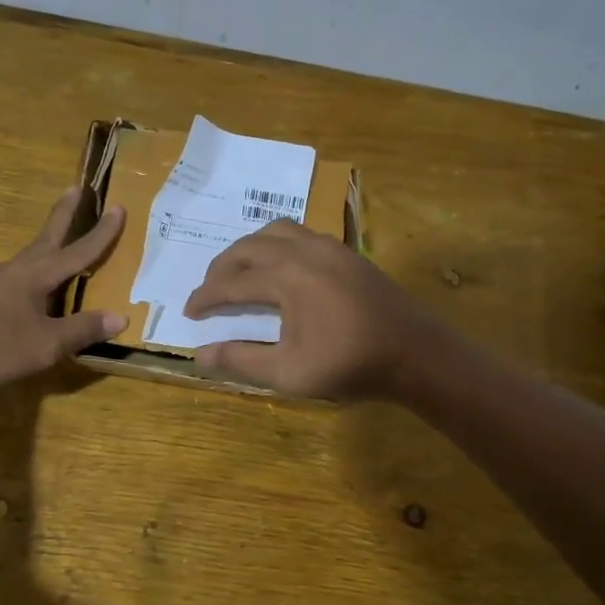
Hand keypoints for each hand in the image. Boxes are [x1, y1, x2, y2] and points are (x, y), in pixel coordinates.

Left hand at [0, 188, 125, 390]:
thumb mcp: (46, 344)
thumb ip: (82, 330)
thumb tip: (120, 316)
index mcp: (37, 275)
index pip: (78, 251)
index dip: (101, 233)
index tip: (119, 207)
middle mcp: (17, 269)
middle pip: (47, 236)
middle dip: (64, 214)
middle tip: (75, 188)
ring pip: (30, 256)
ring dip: (48, 243)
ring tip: (60, 241)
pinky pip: (17, 277)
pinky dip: (34, 272)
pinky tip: (33, 287)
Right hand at [182, 219, 442, 399]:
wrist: (416, 353)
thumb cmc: (350, 365)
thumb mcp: (288, 373)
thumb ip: (241, 361)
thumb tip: (200, 355)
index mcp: (286, 277)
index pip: (231, 283)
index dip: (205, 297)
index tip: (189, 312)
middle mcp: (303, 251)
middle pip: (248, 248)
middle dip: (221, 268)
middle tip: (208, 292)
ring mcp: (329, 247)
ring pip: (275, 231)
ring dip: (248, 249)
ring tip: (239, 272)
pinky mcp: (347, 253)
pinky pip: (299, 234)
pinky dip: (276, 245)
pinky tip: (280, 268)